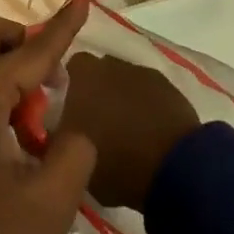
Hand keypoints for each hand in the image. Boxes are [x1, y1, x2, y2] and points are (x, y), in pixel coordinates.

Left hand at [0, 0, 96, 233]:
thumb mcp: (51, 202)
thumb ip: (74, 148)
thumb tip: (69, 128)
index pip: (28, 52)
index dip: (61, 29)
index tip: (83, 2)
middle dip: (25, 41)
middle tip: (56, 76)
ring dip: (10, 68)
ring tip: (42, 112)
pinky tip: (19, 130)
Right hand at [55, 51, 199, 210]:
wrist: (172, 168)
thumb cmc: (114, 163)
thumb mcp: (72, 154)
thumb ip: (62, 130)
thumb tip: (60, 123)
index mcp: (84, 77)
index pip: (71, 67)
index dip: (70, 85)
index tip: (70, 108)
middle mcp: (112, 66)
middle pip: (100, 72)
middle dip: (97, 90)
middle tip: (96, 120)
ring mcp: (144, 74)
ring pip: (126, 81)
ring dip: (123, 97)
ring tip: (126, 129)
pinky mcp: (170, 88)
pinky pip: (150, 92)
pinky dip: (147, 106)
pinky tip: (150, 131)